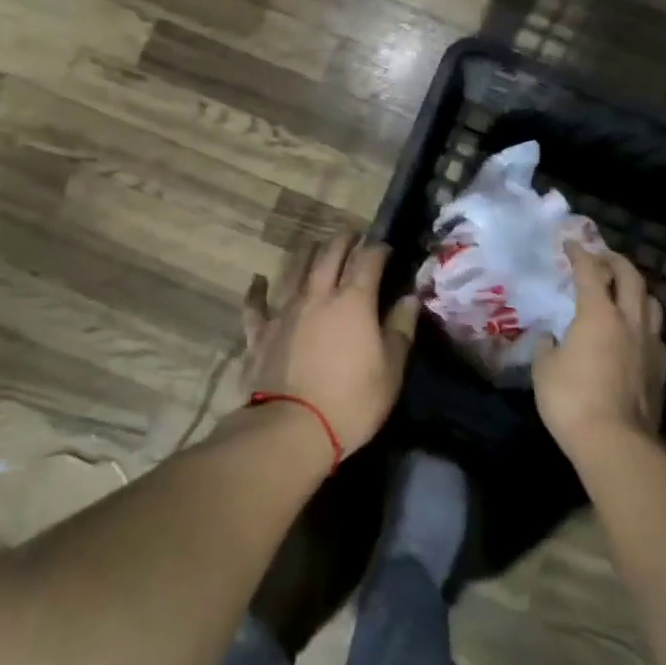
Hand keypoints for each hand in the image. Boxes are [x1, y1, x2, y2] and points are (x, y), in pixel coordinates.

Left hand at [242, 233, 418, 458]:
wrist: (291, 429)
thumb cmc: (352, 401)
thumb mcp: (391, 369)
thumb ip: (400, 329)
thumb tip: (410, 298)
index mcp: (354, 301)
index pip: (368, 259)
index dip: (378, 248)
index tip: (386, 247)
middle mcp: (318, 295)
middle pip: (330, 254)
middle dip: (343, 239)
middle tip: (352, 235)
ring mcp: (285, 311)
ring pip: (295, 269)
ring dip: (308, 253)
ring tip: (315, 246)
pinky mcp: (260, 333)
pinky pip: (256, 304)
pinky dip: (257, 290)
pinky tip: (257, 280)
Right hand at [534, 242, 665, 459]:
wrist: (617, 443)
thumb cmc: (572, 400)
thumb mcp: (544, 370)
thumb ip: (546, 347)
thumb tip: (549, 337)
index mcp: (598, 314)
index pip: (590, 272)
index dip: (580, 254)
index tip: (571, 244)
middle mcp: (629, 321)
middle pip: (631, 277)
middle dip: (616, 261)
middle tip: (603, 257)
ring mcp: (650, 345)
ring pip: (651, 303)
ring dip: (637, 290)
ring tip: (624, 292)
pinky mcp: (662, 370)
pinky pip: (656, 335)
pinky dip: (644, 324)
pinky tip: (635, 335)